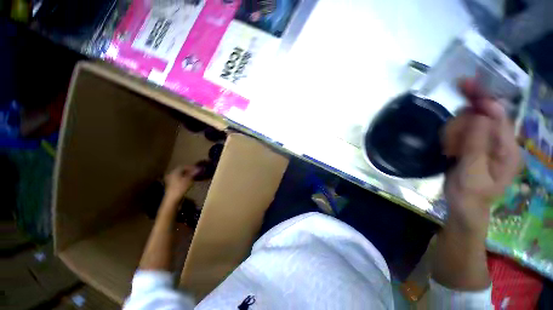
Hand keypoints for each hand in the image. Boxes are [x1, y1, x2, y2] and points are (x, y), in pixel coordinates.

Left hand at [163, 165, 199, 203]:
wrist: (173, 199)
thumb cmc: (181, 188)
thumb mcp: (189, 179)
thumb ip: (193, 173)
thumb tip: (199, 168)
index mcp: (175, 171)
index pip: (184, 166)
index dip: (191, 167)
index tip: (198, 168)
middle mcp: (171, 174)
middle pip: (181, 170)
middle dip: (189, 170)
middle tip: (196, 171)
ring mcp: (170, 179)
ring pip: (180, 174)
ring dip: (187, 174)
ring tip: (193, 176)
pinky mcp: (171, 184)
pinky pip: (179, 178)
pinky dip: (184, 178)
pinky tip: (188, 180)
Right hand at [442, 79, 520, 237]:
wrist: (463, 205)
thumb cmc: (470, 194)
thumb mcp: (473, 172)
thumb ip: (478, 145)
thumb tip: (481, 115)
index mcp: (507, 149)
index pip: (499, 116)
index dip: (484, 100)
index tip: (466, 85)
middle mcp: (500, 141)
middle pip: (481, 116)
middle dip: (463, 124)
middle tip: (450, 144)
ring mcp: (486, 142)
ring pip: (467, 122)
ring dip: (454, 133)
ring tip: (450, 152)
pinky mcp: (473, 144)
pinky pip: (460, 131)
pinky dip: (451, 137)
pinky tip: (450, 151)